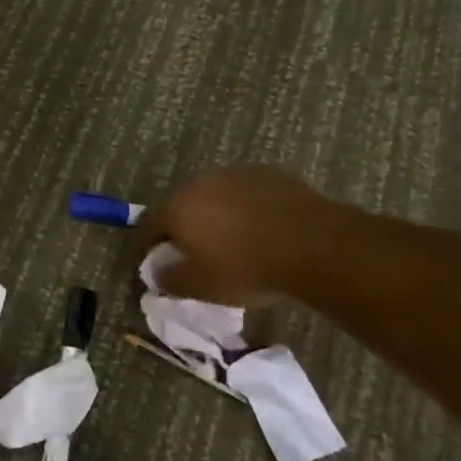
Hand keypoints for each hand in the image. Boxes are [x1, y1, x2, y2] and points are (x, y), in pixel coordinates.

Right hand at [135, 166, 336, 307]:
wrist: (314, 245)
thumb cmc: (248, 268)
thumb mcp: (203, 287)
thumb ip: (171, 280)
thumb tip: (157, 273)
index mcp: (176, 208)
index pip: (148, 225)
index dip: (146, 246)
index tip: (150, 262)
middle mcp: (199, 183)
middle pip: (179, 205)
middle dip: (180, 227)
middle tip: (190, 251)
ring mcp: (233, 174)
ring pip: (212, 196)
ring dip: (212, 215)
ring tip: (227, 240)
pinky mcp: (265, 173)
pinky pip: (243, 193)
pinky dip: (242, 208)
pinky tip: (258, 228)